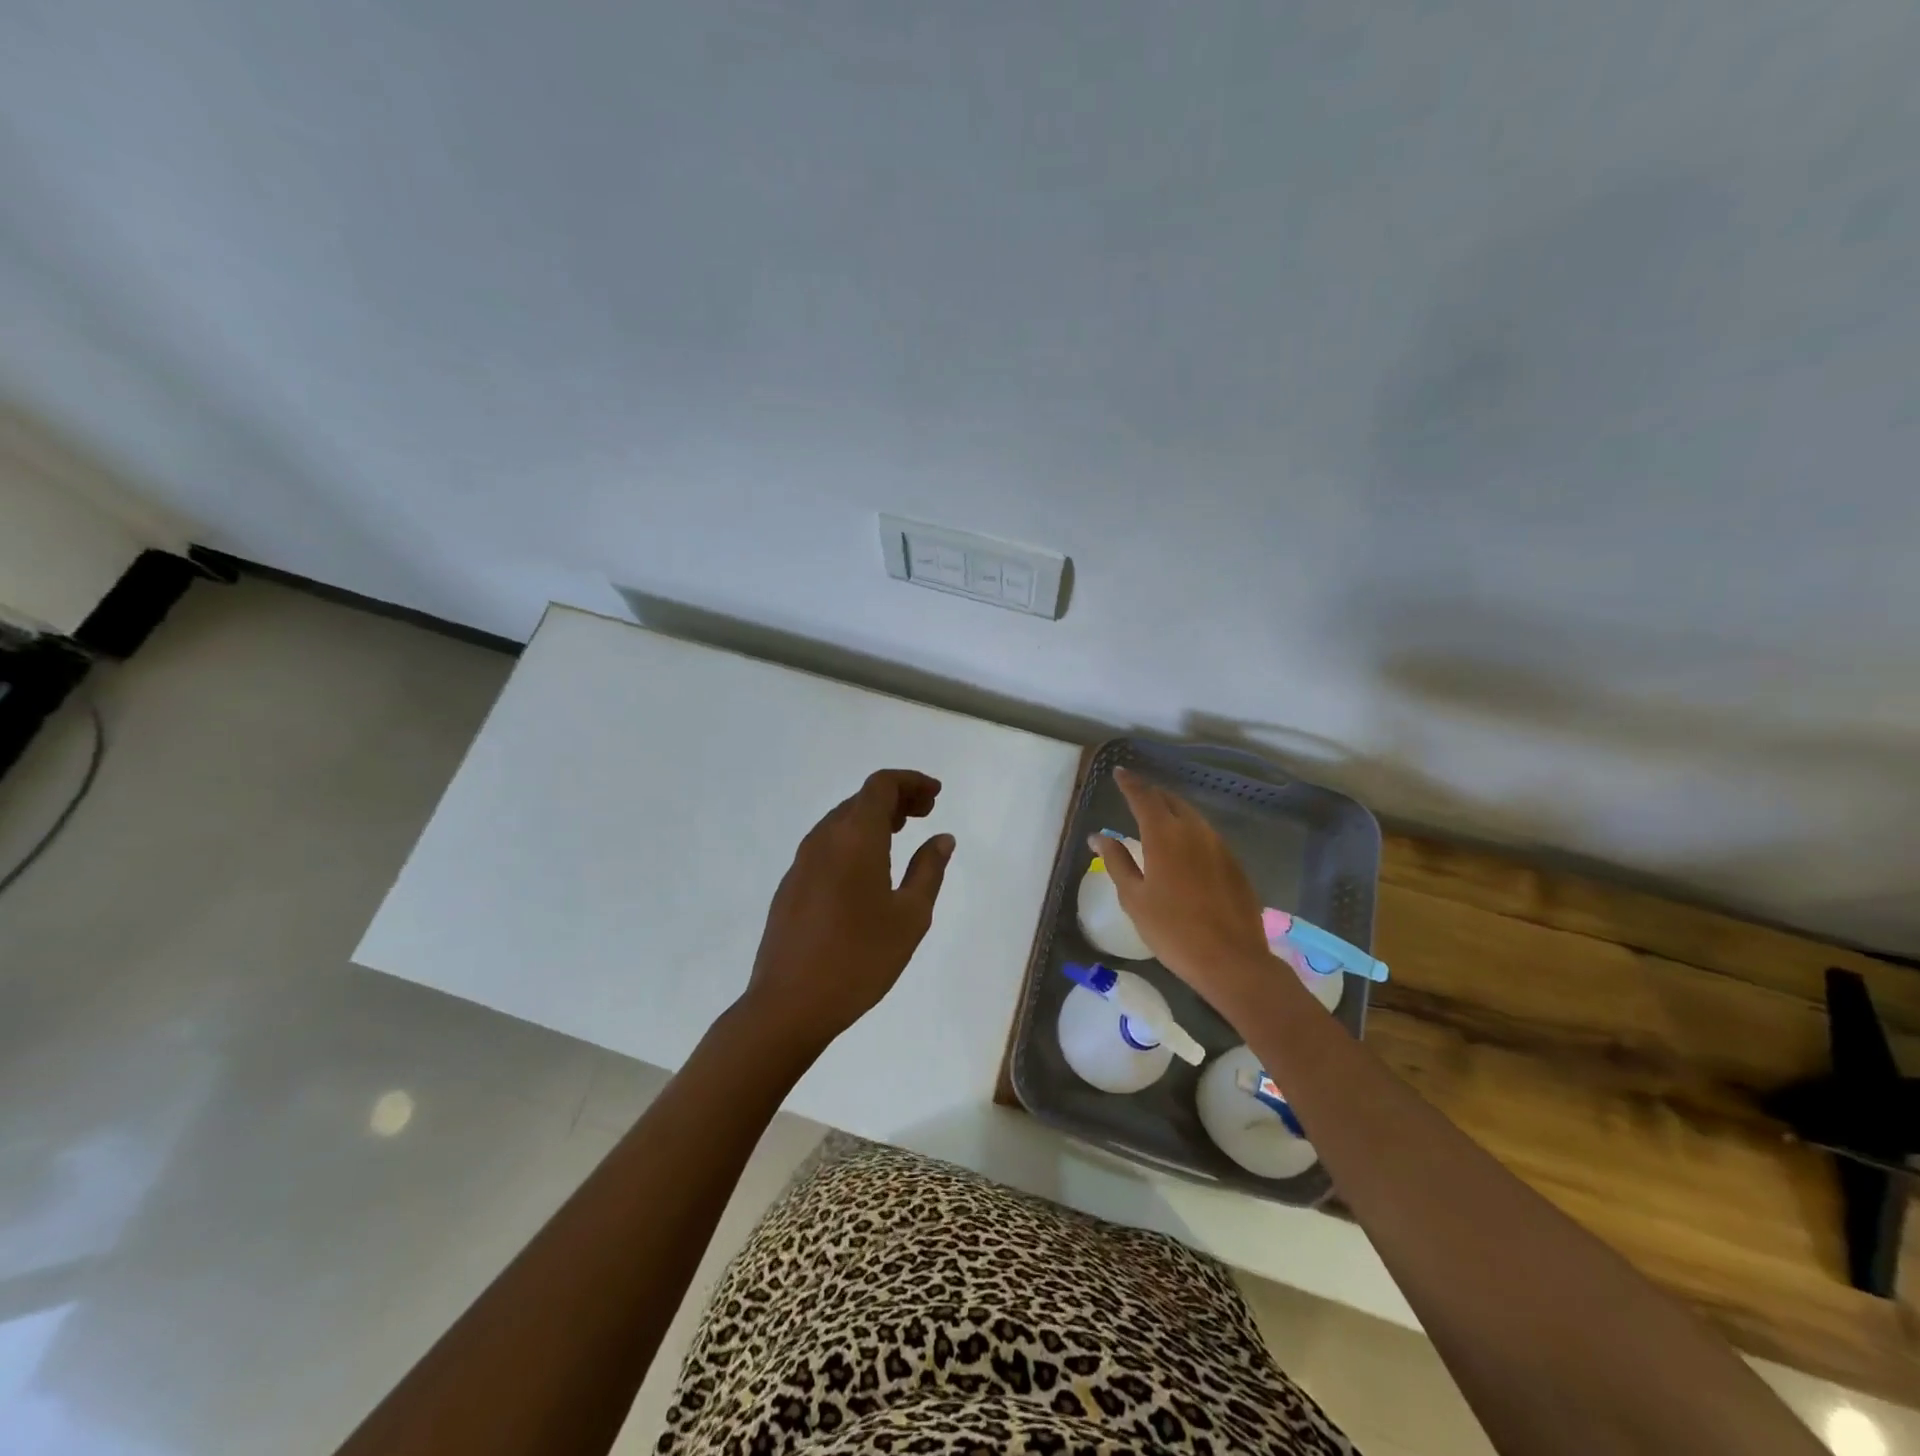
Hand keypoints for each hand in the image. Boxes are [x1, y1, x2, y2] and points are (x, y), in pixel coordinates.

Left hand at [739, 769, 954, 1053]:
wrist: (789, 1004)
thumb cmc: (859, 959)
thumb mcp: (910, 917)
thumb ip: (928, 870)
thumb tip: (941, 838)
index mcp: (855, 838)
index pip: (881, 785)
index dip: (911, 782)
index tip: (935, 795)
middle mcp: (824, 839)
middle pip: (861, 799)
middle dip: (896, 798)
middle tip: (926, 813)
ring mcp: (802, 862)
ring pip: (842, 821)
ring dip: (873, 818)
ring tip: (901, 834)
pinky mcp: (791, 884)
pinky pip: (827, 844)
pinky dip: (854, 839)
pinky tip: (868, 868)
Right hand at [1089, 767, 1272, 1013]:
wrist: (1232, 960)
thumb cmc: (1172, 931)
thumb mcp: (1134, 898)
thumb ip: (1116, 861)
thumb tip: (1098, 836)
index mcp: (1164, 835)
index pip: (1143, 797)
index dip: (1129, 783)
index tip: (1119, 772)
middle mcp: (1193, 831)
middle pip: (1170, 800)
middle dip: (1151, 793)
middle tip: (1135, 793)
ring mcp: (1218, 845)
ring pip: (1192, 815)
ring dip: (1172, 809)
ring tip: (1157, 814)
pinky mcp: (1234, 862)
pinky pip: (1206, 833)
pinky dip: (1190, 828)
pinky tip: (1184, 844)